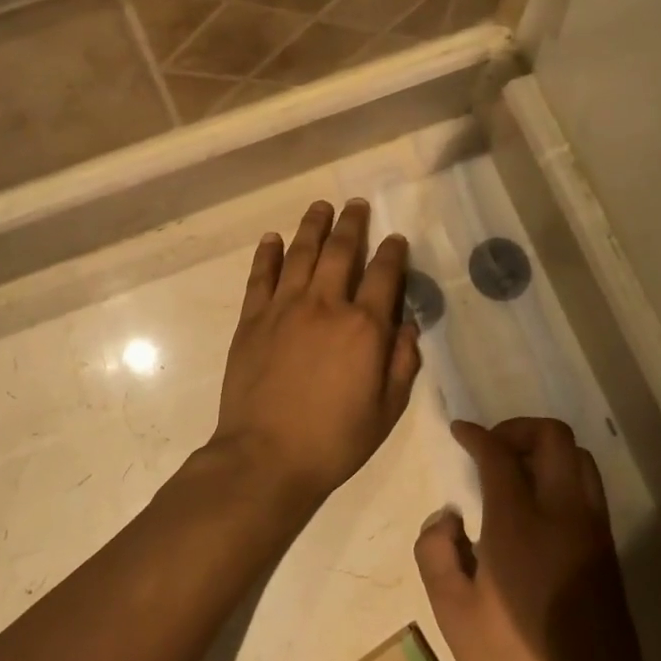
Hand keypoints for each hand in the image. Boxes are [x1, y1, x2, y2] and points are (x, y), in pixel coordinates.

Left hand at [213, 200, 422, 504]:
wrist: (266, 456)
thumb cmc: (334, 440)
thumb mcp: (387, 410)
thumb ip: (402, 363)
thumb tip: (408, 325)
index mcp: (364, 327)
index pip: (383, 275)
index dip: (392, 253)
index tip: (395, 239)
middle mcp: (325, 305)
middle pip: (341, 251)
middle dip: (352, 224)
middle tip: (356, 205)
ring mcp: (284, 308)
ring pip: (301, 253)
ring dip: (313, 226)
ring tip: (321, 207)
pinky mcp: (252, 319)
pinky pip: (261, 276)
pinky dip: (267, 253)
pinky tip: (272, 238)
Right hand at [415, 418, 660, 660]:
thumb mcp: (453, 614)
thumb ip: (435, 552)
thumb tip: (447, 519)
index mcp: (520, 523)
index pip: (499, 453)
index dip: (476, 434)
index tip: (459, 432)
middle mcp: (563, 513)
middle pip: (553, 437)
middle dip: (518, 429)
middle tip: (491, 449)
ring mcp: (593, 530)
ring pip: (580, 457)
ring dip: (546, 450)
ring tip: (515, 473)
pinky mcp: (608, 551)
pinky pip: (589, 488)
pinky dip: (563, 476)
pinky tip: (538, 510)